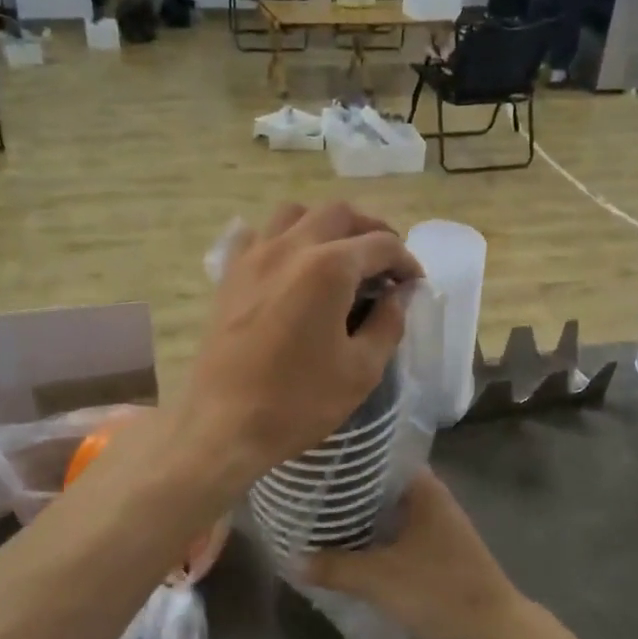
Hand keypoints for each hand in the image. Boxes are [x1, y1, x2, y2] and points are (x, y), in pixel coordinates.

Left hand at [176, 203, 422, 486]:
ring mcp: (253, 258)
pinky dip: (278, 238)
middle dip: (370, 230)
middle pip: (338, 213)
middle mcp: (290, 248)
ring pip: (293, 213)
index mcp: (329, 268)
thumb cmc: (299, 401)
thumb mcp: (361, 370)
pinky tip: (288, 265)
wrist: (224, 425)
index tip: (413, 284)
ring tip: (338, 255)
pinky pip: (255, 236)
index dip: (406, 261)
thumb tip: (399, 296)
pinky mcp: (229, 276)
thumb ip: (388, 323)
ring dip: (323, 225)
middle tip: (384, 263)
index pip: (381, 245)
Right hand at [302, 469, 533, 638]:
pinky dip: (372, 537)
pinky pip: (395, 533)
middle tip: (304, 493)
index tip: (311, 462)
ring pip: (386, 511)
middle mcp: (430, 497)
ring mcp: (435, 524)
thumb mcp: (379, 580)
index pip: (377, 456)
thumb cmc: (440, 592)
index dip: (344, 459)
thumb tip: (290, 559)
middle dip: (345, 491)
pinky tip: (346, 548)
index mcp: (423, 487)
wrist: (496, 635)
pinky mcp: (435, 550)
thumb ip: (334, 567)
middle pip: (378, 485)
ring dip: (357, 517)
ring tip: (316, 518)